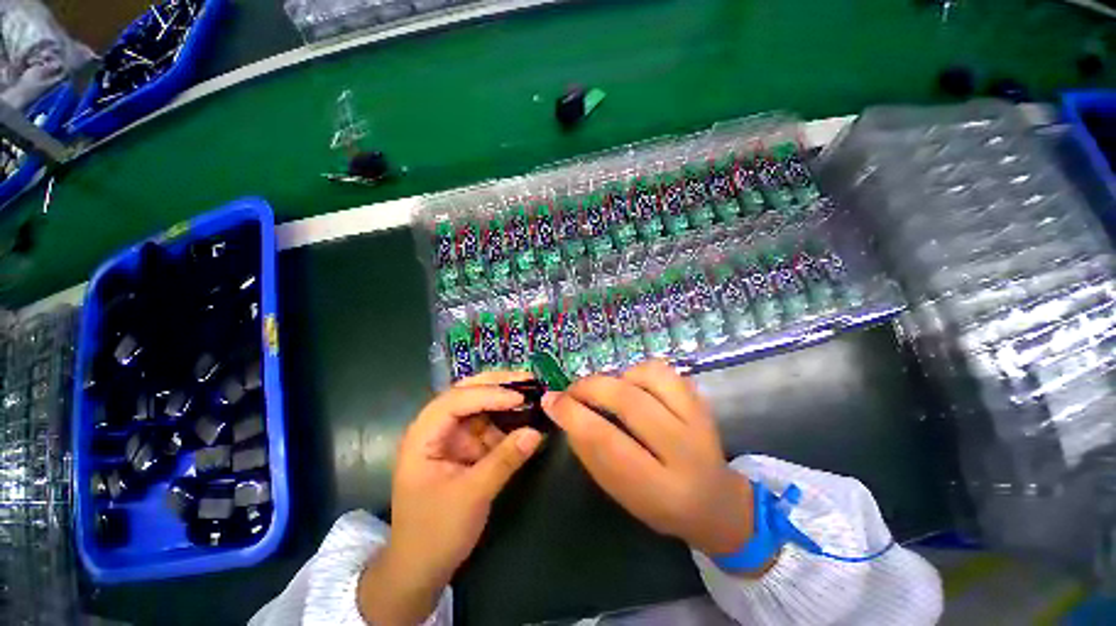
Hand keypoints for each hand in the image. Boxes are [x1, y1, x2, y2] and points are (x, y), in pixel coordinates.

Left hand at [358, 372, 543, 624]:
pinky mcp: (465, 448)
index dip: (489, 394)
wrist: (420, 570)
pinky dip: (506, 421)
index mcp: (423, 436)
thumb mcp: (472, 496)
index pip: (456, 401)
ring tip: (531, 393)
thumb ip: (505, 460)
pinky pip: (487, 425)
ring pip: (479, 406)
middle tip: (527, 378)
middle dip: (496, 384)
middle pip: (466, 393)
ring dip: (504, 400)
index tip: (519, 397)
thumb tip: (536, 432)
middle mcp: (436, 428)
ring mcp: (451, 437)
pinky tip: (524, 417)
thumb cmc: (435, 533)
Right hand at [542, 360, 753, 558]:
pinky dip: (637, 371)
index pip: (607, 442)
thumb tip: (562, 409)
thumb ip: (590, 451)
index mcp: (660, 489)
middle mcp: (685, 451)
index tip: (550, 401)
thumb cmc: (658, 503)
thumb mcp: (618, 492)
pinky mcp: (701, 401)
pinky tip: (631, 385)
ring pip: (648, 377)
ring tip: (605, 391)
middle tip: (571, 390)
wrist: (715, 501)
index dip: (572, 415)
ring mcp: (699, 420)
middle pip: (629, 401)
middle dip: (589, 388)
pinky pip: (663, 370)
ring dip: (615, 378)